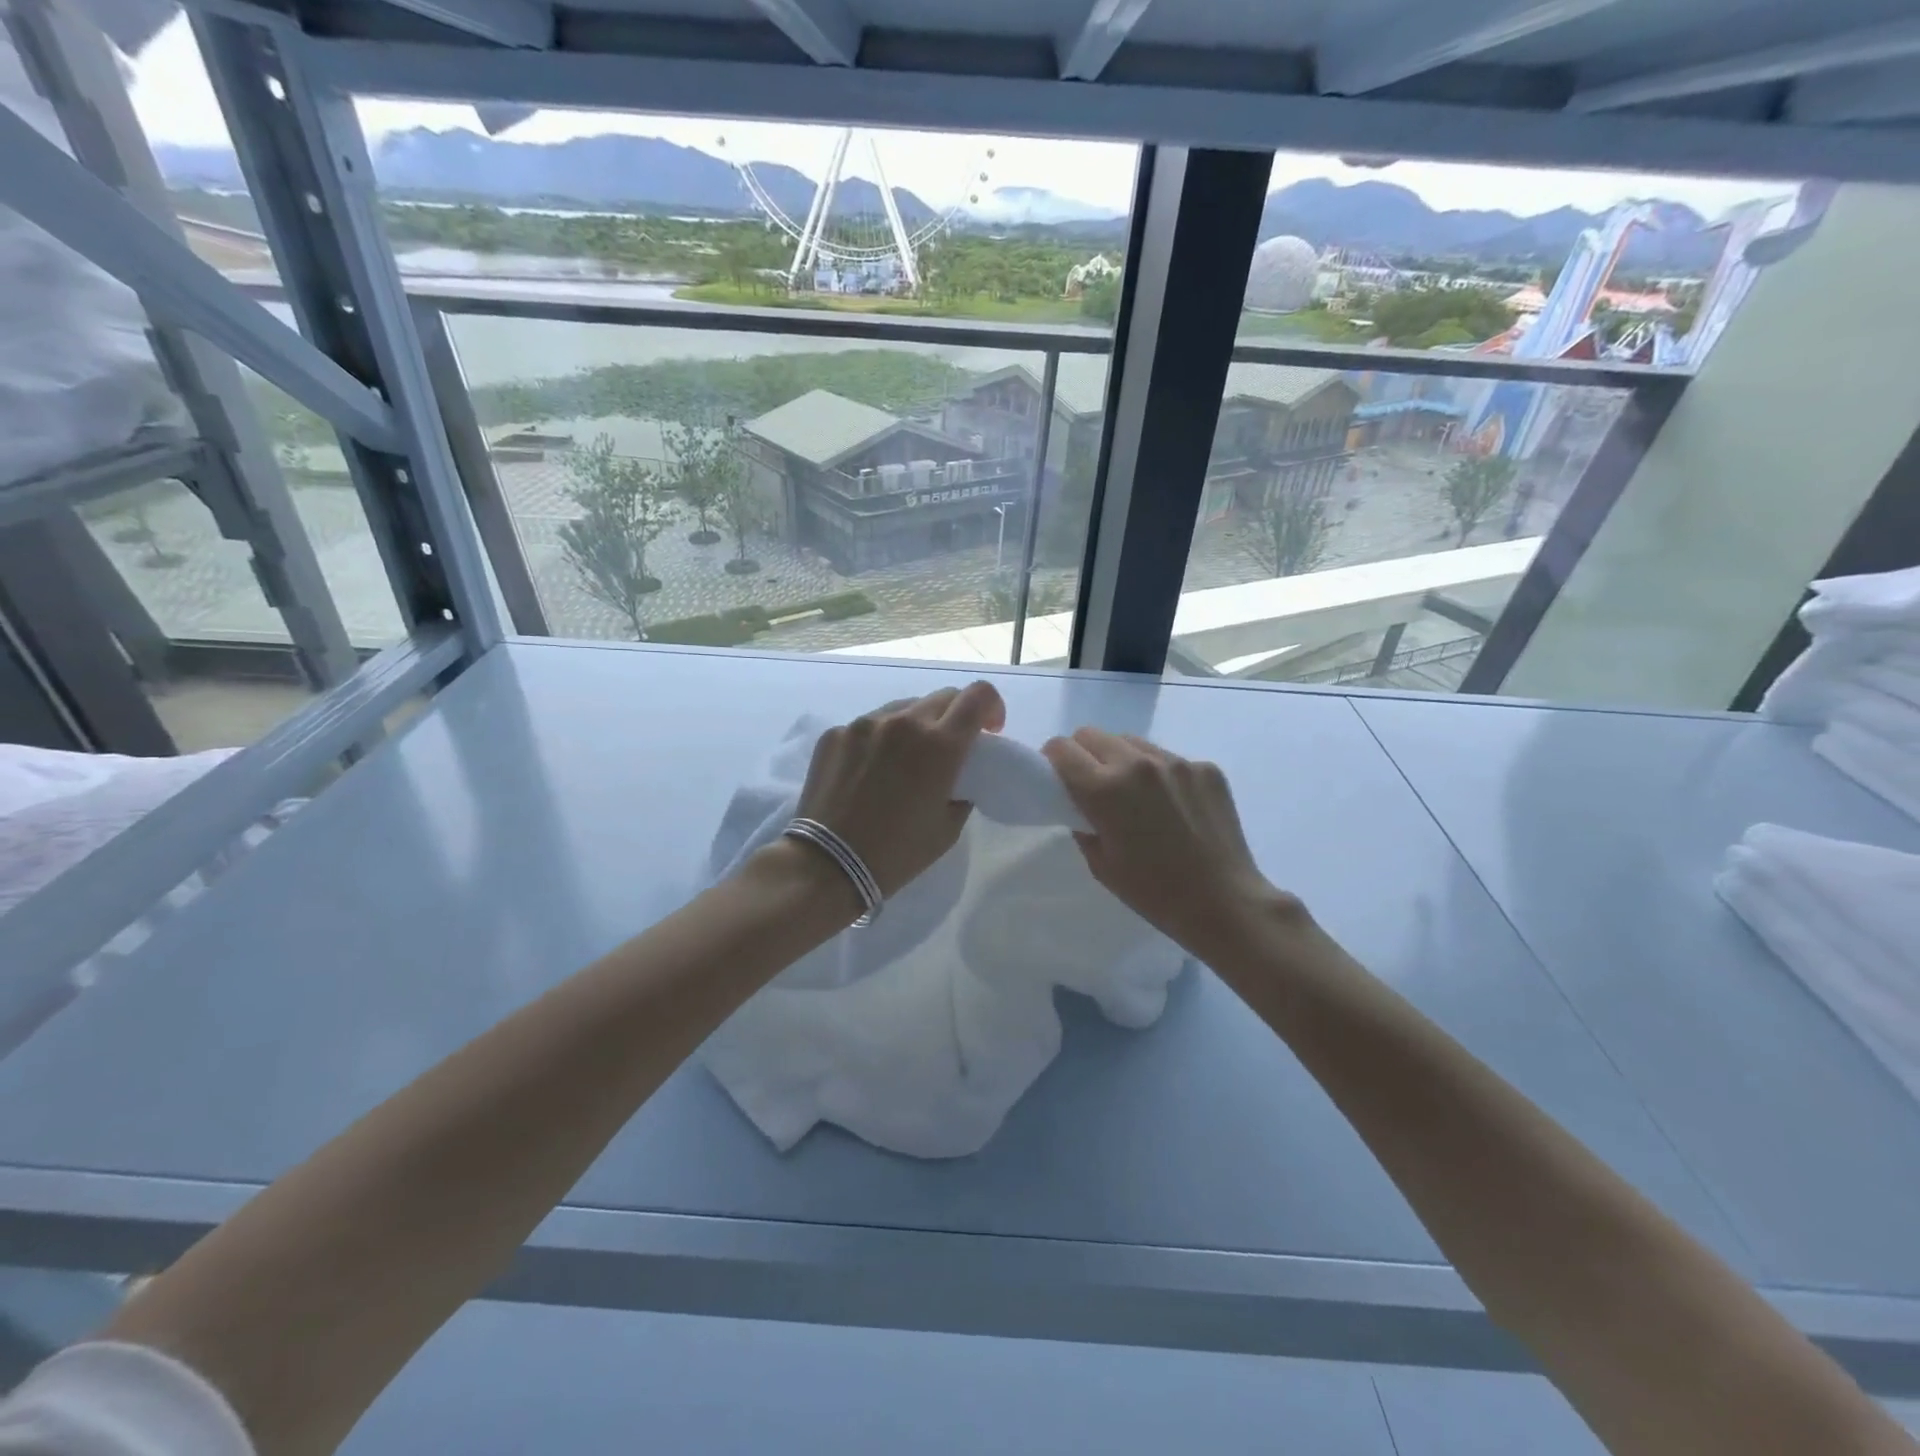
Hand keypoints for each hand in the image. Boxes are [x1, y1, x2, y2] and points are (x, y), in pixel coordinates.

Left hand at [791, 682, 1005, 898]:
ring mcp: (865, 723)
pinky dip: (880, 739)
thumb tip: (956, 778)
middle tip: (949, 748)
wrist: (828, 864)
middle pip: (942, 697)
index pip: (978, 696)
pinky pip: (869, 725)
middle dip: (955, 716)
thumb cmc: (897, 853)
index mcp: (940, 745)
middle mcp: (904, 721)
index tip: (989, 730)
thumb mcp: (947, 828)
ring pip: (903, 708)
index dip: (992, 707)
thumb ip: (960, 790)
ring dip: (916, 725)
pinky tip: (870, 771)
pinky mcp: (836, 733)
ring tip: (905, 760)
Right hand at [1043, 727, 1298, 954]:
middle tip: (1093, 786)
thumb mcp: (1100, 864)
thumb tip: (1080, 803)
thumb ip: (1082, 822)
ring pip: (1131, 742)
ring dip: (1122, 759)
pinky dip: (1160, 774)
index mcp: (1104, 789)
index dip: (1053, 760)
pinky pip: (1168, 758)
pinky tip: (1173, 806)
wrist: (1224, 903)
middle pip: (1092, 734)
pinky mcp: (1205, 767)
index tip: (1057, 778)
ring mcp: (1176, 762)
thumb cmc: (1153, 893)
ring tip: (1136, 795)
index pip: (1061, 748)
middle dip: (1084, 754)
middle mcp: (1138, 763)